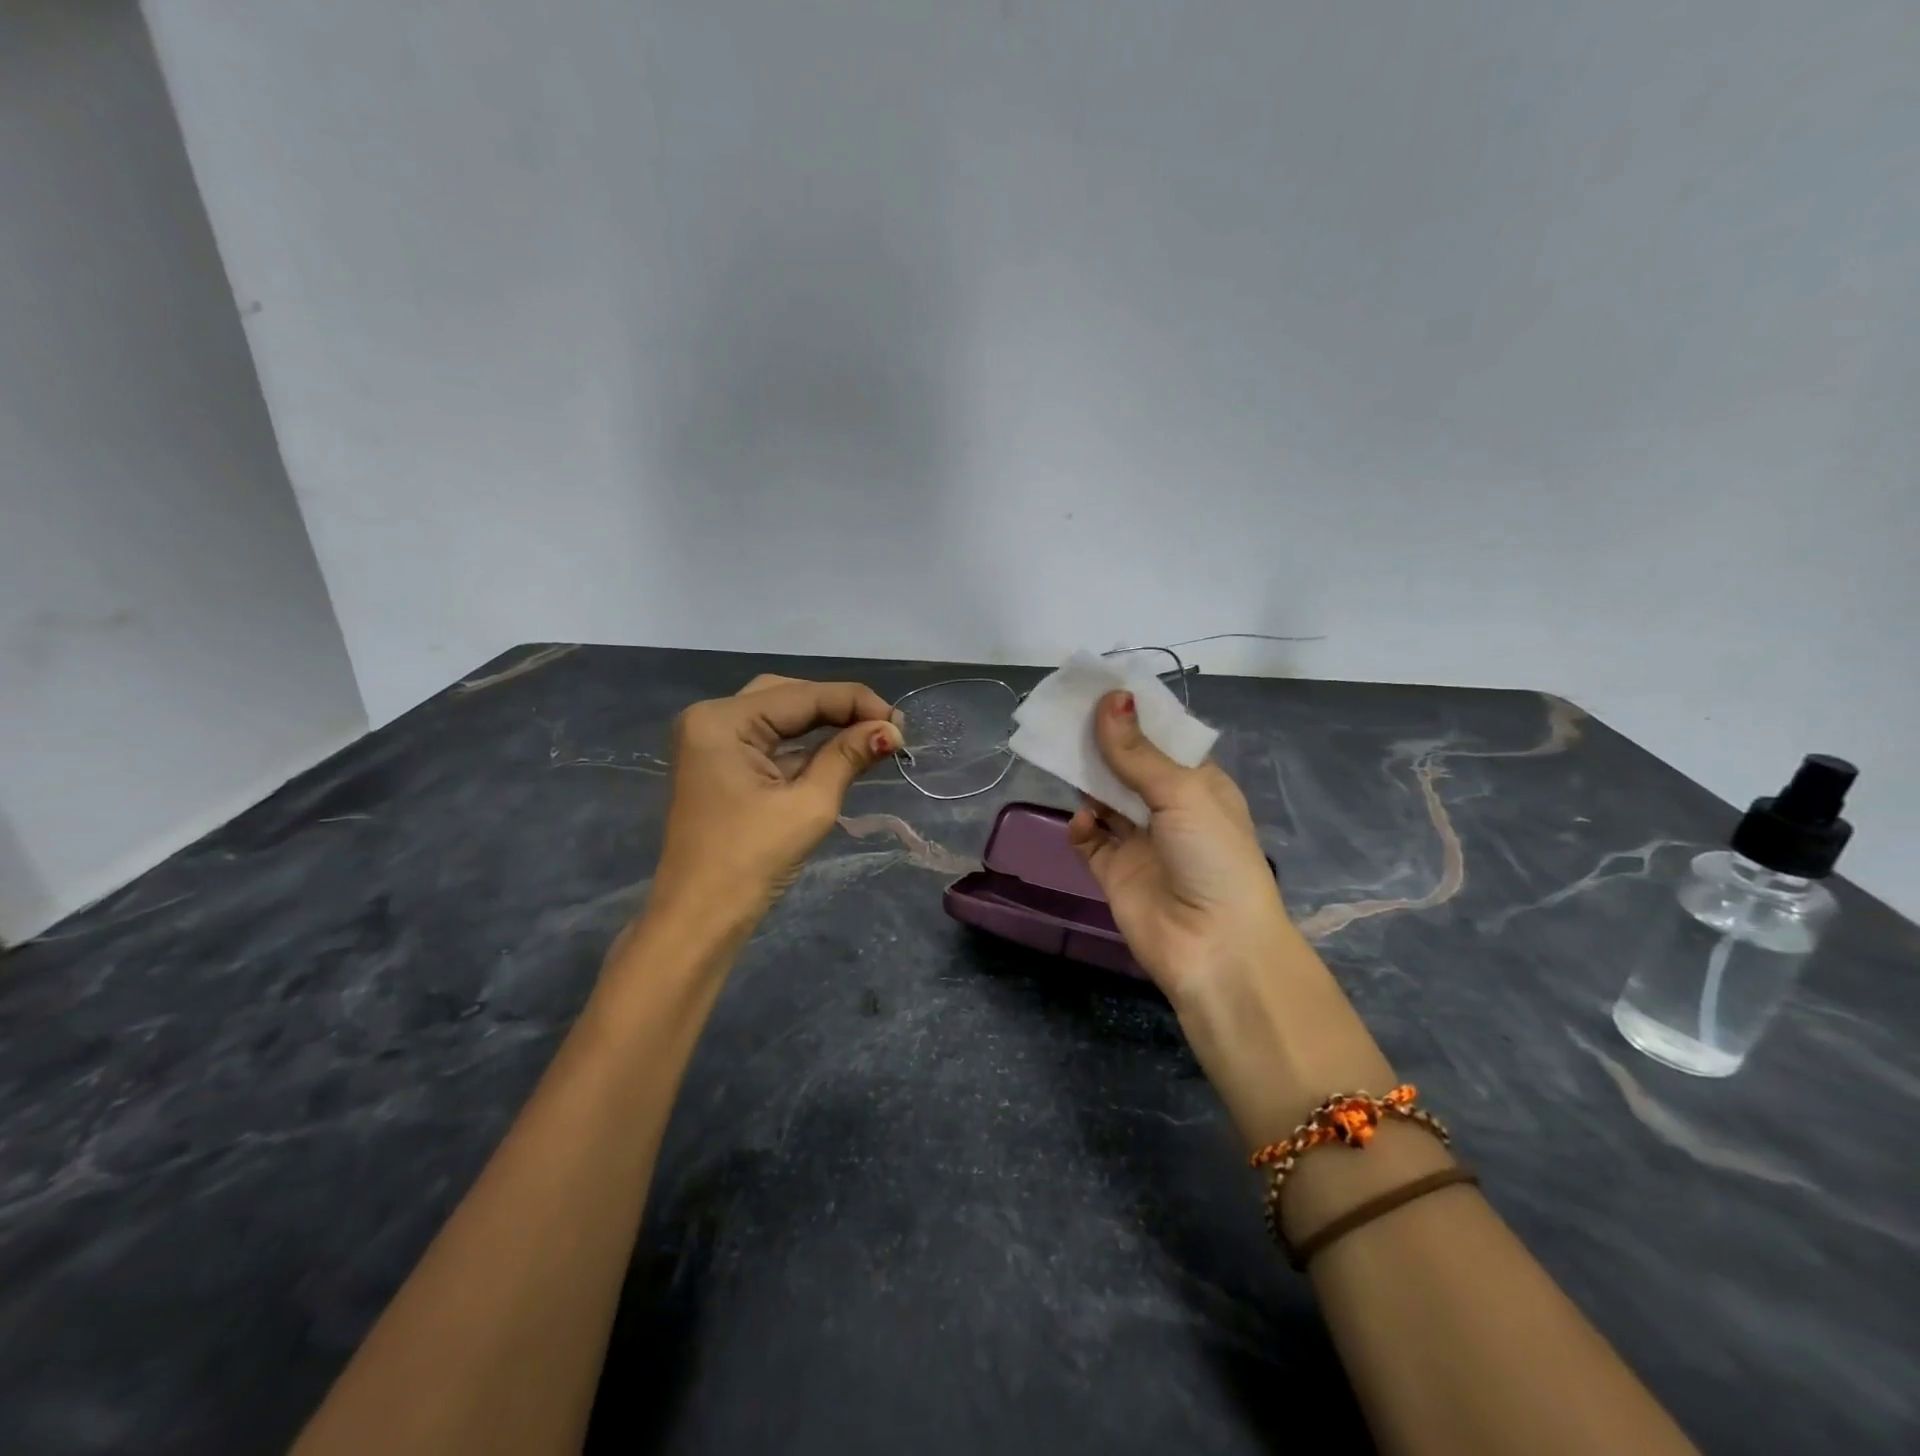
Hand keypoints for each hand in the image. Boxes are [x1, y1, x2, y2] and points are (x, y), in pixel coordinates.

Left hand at [650, 675, 902, 923]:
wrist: (699, 920)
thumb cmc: (751, 862)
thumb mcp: (808, 805)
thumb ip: (848, 757)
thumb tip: (891, 730)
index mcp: (722, 720)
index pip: (802, 695)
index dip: (856, 703)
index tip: (901, 722)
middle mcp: (711, 718)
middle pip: (788, 696)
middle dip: (839, 709)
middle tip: (885, 729)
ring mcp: (712, 742)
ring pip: (779, 716)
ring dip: (824, 725)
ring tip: (872, 737)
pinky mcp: (719, 765)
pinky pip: (769, 741)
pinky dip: (804, 745)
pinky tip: (841, 750)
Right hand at [1067, 689, 1304, 1004]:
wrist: (1215, 948)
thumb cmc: (1213, 857)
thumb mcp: (1182, 793)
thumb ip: (1137, 751)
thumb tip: (1109, 698)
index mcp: (1198, 784)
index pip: (1161, 739)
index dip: (1132, 715)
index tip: (1098, 687)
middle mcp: (1168, 809)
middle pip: (1127, 765)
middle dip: (1101, 743)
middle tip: (1065, 715)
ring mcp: (1140, 841)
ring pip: (1104, 798)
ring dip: (1086, 780)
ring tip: (1060, 754)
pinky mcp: (1114, 871)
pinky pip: (1089, 839)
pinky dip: (1082, 826)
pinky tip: (1083, 821)